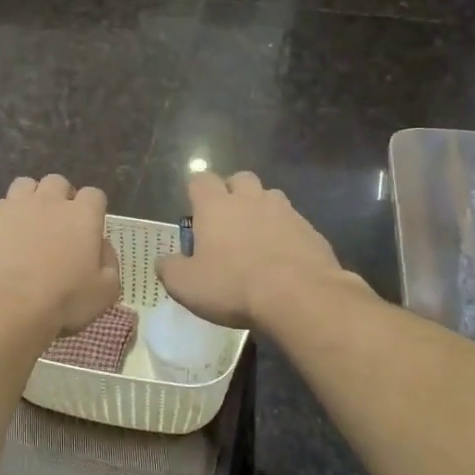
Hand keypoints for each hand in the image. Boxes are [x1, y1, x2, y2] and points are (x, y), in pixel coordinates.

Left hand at [0, 176, 120, 336]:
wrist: (5, 306)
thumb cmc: (62, 300)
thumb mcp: (105, 291)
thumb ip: (109, 262)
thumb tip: (101, 246)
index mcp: (82, 215)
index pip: (94, 195)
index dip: (92, 209)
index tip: (89, 228)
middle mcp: (49, 201)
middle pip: (57, 183)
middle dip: (59, 198)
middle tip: (57, 225)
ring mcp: (14, 205)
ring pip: (24, 185)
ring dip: (29, 200)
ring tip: (26, 225)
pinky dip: (1, 219)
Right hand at [158, 171, 345, 328]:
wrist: (298, 295)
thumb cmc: (232, 285)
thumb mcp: (186, 285)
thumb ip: (169, 269)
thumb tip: (164, 261)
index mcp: (216, 206)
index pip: (201, 180)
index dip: (196, 192)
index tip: (195, 213)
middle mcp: (250, 199)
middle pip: (240, 179)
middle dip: (233, 193)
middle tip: (227, 222)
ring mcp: (285, 212)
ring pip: (270, 197)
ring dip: (261, 210)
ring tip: (257, 239)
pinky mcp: (311, 231)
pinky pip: (294, 223)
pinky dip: (285, 234)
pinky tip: (282, 260)